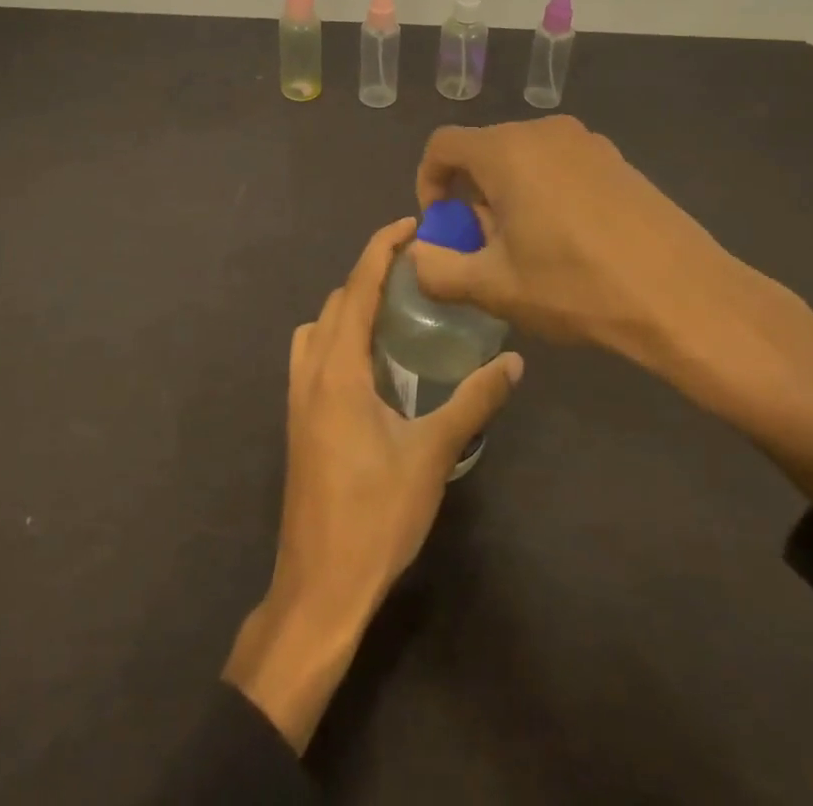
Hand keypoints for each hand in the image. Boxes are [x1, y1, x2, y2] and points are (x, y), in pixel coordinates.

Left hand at [223, 218, 524, 752]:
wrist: (319, 588)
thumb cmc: (375, 516)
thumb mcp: (432, 455)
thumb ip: (474, 403)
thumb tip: (515, 363)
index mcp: (338, 369)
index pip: (356, 288)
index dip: (381, 248)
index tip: (410, 225)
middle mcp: (310, 372)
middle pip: (336, 301)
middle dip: (369, 274)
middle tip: (416, 271)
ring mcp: (297, 398)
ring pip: (318, 328)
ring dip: (350, 306)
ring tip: (394, 311)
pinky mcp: (298, 421)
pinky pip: (314, 355)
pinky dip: (339, 337)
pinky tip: (374, 364)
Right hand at [411, 115, 741, 358]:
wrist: (682, 295)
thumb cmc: (576, 286)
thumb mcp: (496, 287)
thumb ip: (439, 270)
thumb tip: (417, 256)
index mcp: (507, 150)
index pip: (443, 145)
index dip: (428, 182)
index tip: (442, 226)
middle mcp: (544, 132)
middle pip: (484, 151)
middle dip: (471, 195)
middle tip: (483, 247)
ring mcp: (586, 142)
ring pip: (524, 159)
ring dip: (508, 195)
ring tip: (526, 249)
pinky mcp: (617, 160)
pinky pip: (560, 165)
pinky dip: (544, 192)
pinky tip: (568, 242)